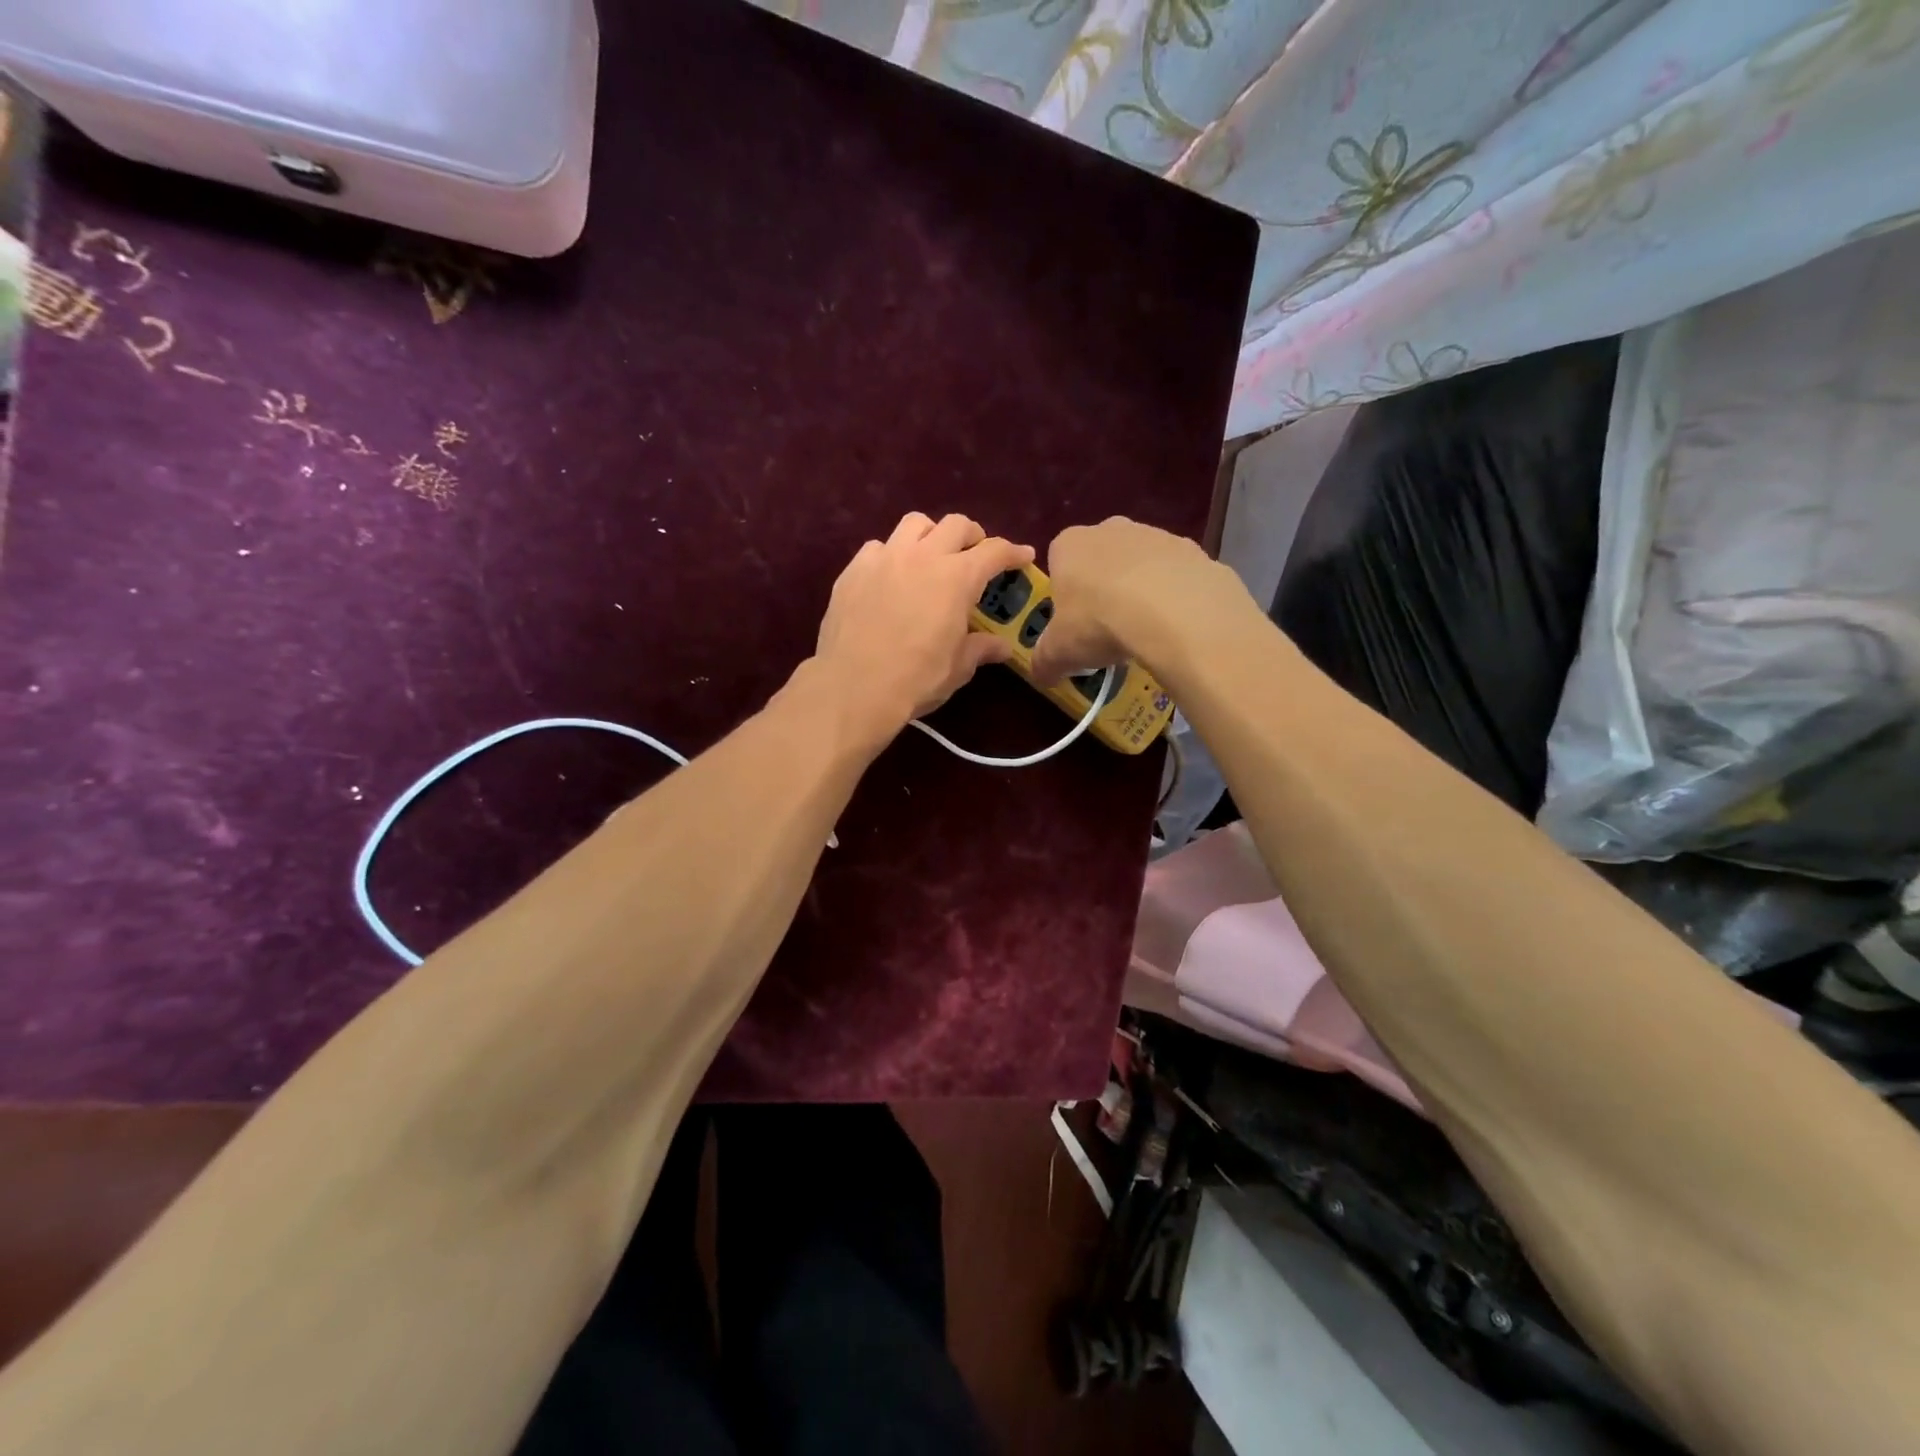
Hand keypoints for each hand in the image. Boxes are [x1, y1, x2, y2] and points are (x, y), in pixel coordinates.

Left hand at [814, 513, 1033, 736]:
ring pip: (914, 524)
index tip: (1023, 556)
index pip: (994, 551)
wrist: (853, 687)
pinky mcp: (853, 570)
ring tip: (931, 556)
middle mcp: (923, 556)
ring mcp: (884, 558)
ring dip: (931, 534)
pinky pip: (878, 547)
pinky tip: (891, 576)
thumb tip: (1001, 646)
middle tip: (975, 555)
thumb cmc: (916, 678)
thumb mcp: (957, 668)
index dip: (1013, 552)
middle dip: (972, 536)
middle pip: (955, 524)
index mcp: (957, 578)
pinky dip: (892, 555)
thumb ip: (980, 648)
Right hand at [1028, 517, 1227, 683]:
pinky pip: (1175, 574)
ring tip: (1145, 630)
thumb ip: (1043, 662)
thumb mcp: (1059, 652)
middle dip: (1103, 589)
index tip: (1074, 624)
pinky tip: (1175, 623)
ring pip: (1139, 565)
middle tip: (1108, 628)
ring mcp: (1153, 533)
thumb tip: (1041, 675)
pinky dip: (1173, 594)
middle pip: (1100, 561)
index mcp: (1068, 545)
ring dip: (1140, 590)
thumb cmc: (1098, 622)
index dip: (1065, 596)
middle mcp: (1108, 528)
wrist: (1172, 611)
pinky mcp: (1191, 548)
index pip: (1058, 564)